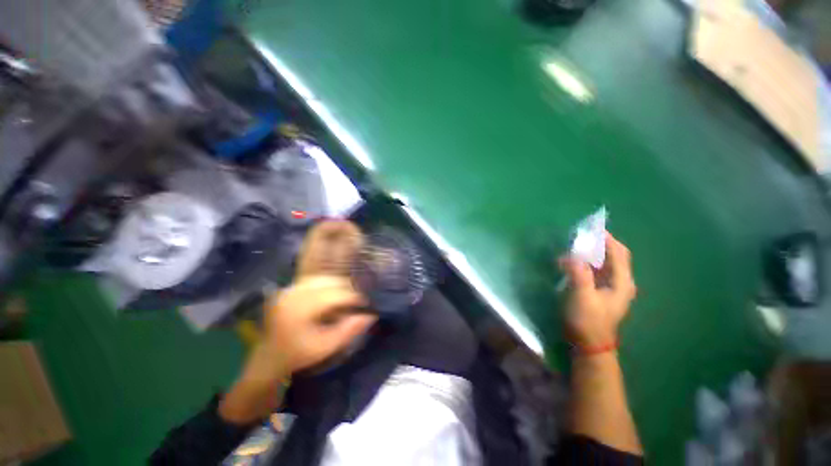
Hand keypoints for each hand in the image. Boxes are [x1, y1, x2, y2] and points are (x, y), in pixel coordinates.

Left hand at [263, 275, 375, 374]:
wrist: (269, 358)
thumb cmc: (298, 355)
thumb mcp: (326, 347)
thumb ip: (349, 331)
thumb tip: (370, 315)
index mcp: (300, 309)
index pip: (335, 294)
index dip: (353, 297)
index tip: (365, 303)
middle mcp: (293, 293)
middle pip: (329, 281)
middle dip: (347, 288)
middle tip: (357, 299)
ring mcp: (289, 289)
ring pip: (322, 277)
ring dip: (338, 284)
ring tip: (347, 296)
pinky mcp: (289, 288)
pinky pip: (313, 279)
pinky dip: (327, 283)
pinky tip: (332, 293)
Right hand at [559, 232, 635, 351]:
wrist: (589, 344)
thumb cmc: (588, 320)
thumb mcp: (582, 296)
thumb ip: (579, 274)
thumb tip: (571, 255)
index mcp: (622, 282)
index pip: (619, 253)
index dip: (608, 239)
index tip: (591, 228)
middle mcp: (620, 282)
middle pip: (614, 256)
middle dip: (599, 244)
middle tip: (580, 236)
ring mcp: (611, 288)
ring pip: (605, 263)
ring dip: (592, 253)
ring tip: (575, 246)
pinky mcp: (601, 292)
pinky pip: (596, 271)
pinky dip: (587, 263)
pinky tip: (574, 263)